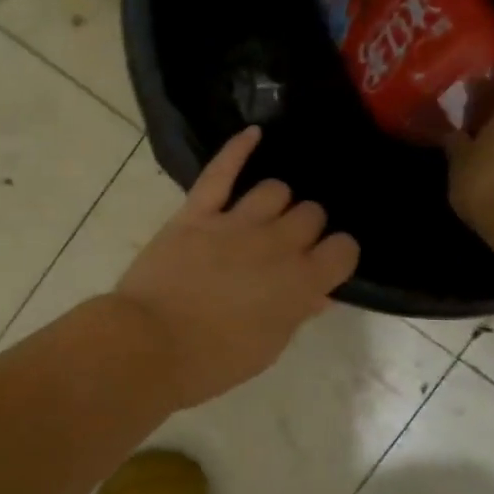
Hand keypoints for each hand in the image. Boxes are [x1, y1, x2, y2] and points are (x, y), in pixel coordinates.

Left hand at [115, 128, 359, 410]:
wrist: (150, 346)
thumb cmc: (212, 360)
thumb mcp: (267, 348)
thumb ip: (296, 312)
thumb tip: (318, 292)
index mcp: (301, 283)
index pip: (344, 249)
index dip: (337, 254)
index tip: (324, 262)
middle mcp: (277, 245)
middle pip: (311, 214)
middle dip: (306, 227)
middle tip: (288, 244)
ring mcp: (236, 223)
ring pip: (275, 189)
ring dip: (276, 201)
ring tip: (265, 214)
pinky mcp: (197, 212)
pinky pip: (221, 171)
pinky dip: (238, 148)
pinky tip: (253, 133)